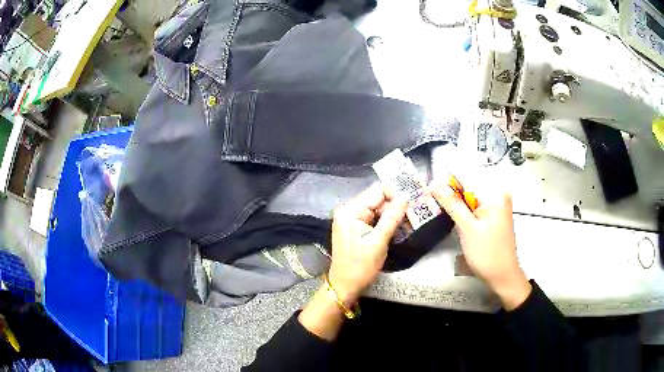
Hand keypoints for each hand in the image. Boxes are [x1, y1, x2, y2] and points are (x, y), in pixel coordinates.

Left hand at [298, 183, 407, 340]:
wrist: (344, 285)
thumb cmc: (360, 266)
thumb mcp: (379, 242)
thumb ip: (392, 217)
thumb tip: (406, 196)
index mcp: (350, 210)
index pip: (377, 190)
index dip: (395, 195)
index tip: (408, 208)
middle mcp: (347, 210)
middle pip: (376, 198)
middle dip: (394, 206)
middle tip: (409, 218)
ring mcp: (349, 218)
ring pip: (376, 208)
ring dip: (390, 215)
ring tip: (404, 225)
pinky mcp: (353, 227)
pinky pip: (372, 217)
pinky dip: (383, 222)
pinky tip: (394, 230)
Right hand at [429, 182, 530, 309]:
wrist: (503, 276)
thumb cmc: (487, 254)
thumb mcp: (467, 228)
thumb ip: (453, 204)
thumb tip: (435, 184)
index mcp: (495, 194)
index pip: (466, 177)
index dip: (446, 181)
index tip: (429, 189)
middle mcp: (498, 194)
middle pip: (469, 186)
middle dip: (451, 192)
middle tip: (433, 200)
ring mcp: (498, 205)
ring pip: (471, 196)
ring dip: (456, 202)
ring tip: (441, 207)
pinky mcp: (495, 214)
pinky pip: (476, 205)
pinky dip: (465, 209)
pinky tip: (455, 216)